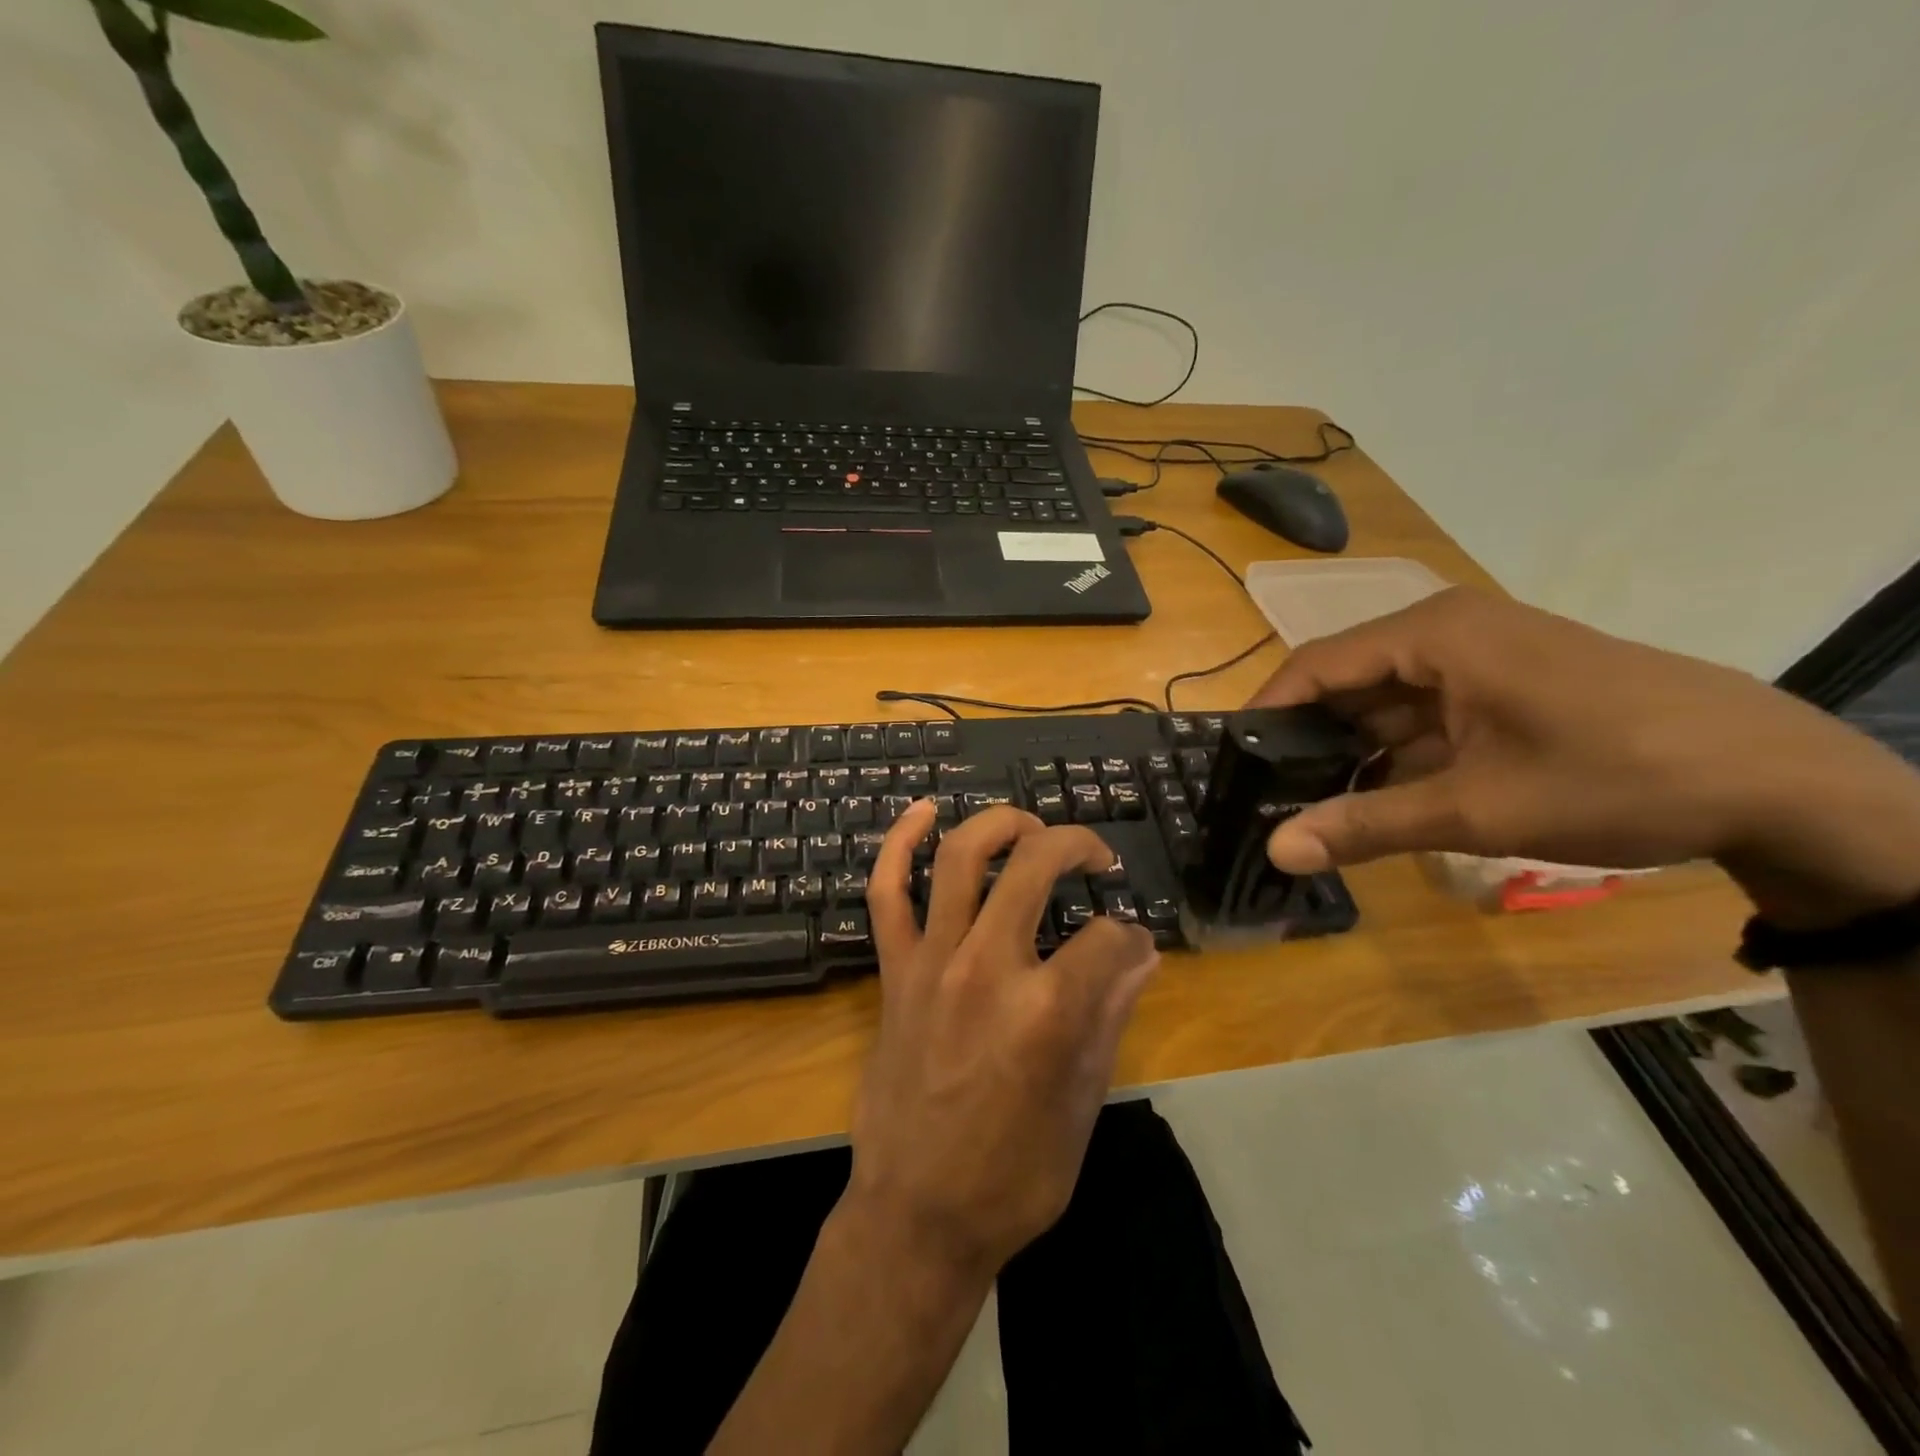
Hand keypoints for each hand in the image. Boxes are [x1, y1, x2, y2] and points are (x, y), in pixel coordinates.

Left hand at [843, 801, 1158, 1279]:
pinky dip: (899, 845)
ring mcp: (932, 963)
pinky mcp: (894, 972)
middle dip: (1075, 844)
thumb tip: (1140, 953)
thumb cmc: (1014, 1174)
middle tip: (1094, 856)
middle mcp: (988, 968)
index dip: (1130, 937)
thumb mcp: (1083, 1103)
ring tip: (1028, 826)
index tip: (1132, 950)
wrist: (917, 1214)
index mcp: (1047, 1011)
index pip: (1108, 937)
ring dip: (999, 824)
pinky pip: (886, 893)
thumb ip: (1111, 1015)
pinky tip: (923, 813)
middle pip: (1034, 866)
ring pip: (960, 858)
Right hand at [1249, 588, 1919, 925]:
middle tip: (1264, 795)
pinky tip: (1376, 797)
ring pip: (1385, 702)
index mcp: (1433, 634)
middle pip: (1347, 681)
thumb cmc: (1616, 776)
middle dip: (1307, 739)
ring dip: (1352, 752)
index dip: (1267, 713)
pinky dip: (1397, 754)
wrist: (1780, 781)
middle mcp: (1447, 632)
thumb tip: (1275, 850)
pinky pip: (1425, 714)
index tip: (1231, 764)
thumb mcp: (1478, 808)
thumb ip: (1367, 824)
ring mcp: (1479, 656)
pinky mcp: (1504, 683)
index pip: (1315, 664)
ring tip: (1308, 804)